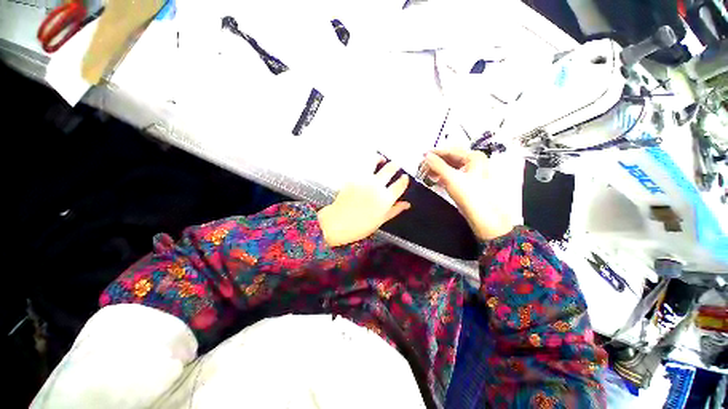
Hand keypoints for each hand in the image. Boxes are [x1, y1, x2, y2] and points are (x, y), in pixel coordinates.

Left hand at [318, 157, 410, 246]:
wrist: (338, 223)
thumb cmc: (360, 226)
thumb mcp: (381, 220)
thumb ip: (395, 210)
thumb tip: (406, 204)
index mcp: (386, 199)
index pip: (400, 184)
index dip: (404, 179)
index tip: (405, 177)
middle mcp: (377, 186)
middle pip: (390, 169)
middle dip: (395, 165)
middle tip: (396, 165)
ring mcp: (364, 180)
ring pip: (375, 161)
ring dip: (380, 158)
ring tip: (381, 159)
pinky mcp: (353, 177)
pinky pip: (361, 165)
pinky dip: (366, 162)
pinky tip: (368, 165)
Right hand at [423, 148, 513, 240]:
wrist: (484, 217)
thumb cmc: (472, 196)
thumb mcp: (452, 178)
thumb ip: (438, 165)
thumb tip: (426, 156)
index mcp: (474, 157)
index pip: (451, 151)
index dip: (436, 153)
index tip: (423, 156)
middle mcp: (474, 163)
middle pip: (451, 158)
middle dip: (436, 162)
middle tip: (423, 165)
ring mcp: (471, 174)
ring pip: (451, 167)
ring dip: (438, 169)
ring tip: (427, 172)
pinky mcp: (468, 184)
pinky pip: (453, 176)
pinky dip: (443, 176)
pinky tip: (435, 179)